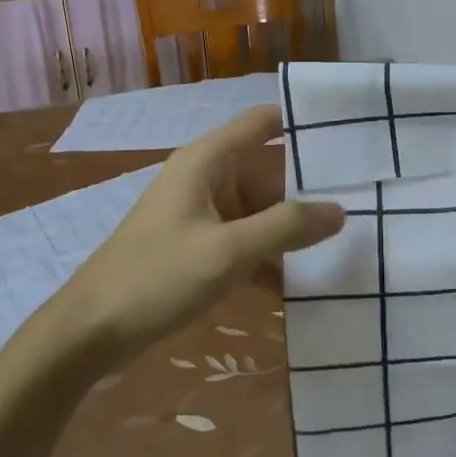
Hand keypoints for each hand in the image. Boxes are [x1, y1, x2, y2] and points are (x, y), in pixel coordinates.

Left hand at [48, 106, 344, 366]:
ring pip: (262, 210)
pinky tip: (303, 285)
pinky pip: (248, 242)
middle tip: (365, 203)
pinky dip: (271, 258)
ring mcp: (204, 215)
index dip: (303, 123)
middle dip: (310, 189)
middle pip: (270, 171)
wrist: (90, 334)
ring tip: (347, 244)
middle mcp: (209, 178)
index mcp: (208, 160)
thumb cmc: (157, 278)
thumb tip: (340, 210)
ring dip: (294, 229)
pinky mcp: (202, 249)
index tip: (351, 137)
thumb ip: (287, 227)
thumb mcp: (228, 252)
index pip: (264, 122)